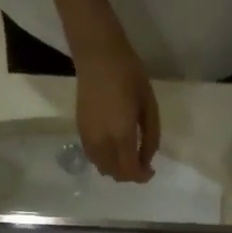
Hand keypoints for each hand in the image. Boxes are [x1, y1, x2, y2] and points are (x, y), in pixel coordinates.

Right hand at [74, 42, 159, 183]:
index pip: (130, 171)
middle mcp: (102, 142)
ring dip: (116, 169)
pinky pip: (92, 156)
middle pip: (115, 174)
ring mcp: (88, 137)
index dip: (142, 176)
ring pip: (102, 168)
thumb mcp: (149, 106)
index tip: (151, 170)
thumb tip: (147, 159)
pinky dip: (104, 161)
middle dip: (130, 175)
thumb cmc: (129, 75)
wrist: (97, 55)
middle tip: (142, 164)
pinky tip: (113, 150)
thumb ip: (151, 137)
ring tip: (128, 157)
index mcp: (121, 135)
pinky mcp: (80, 130)